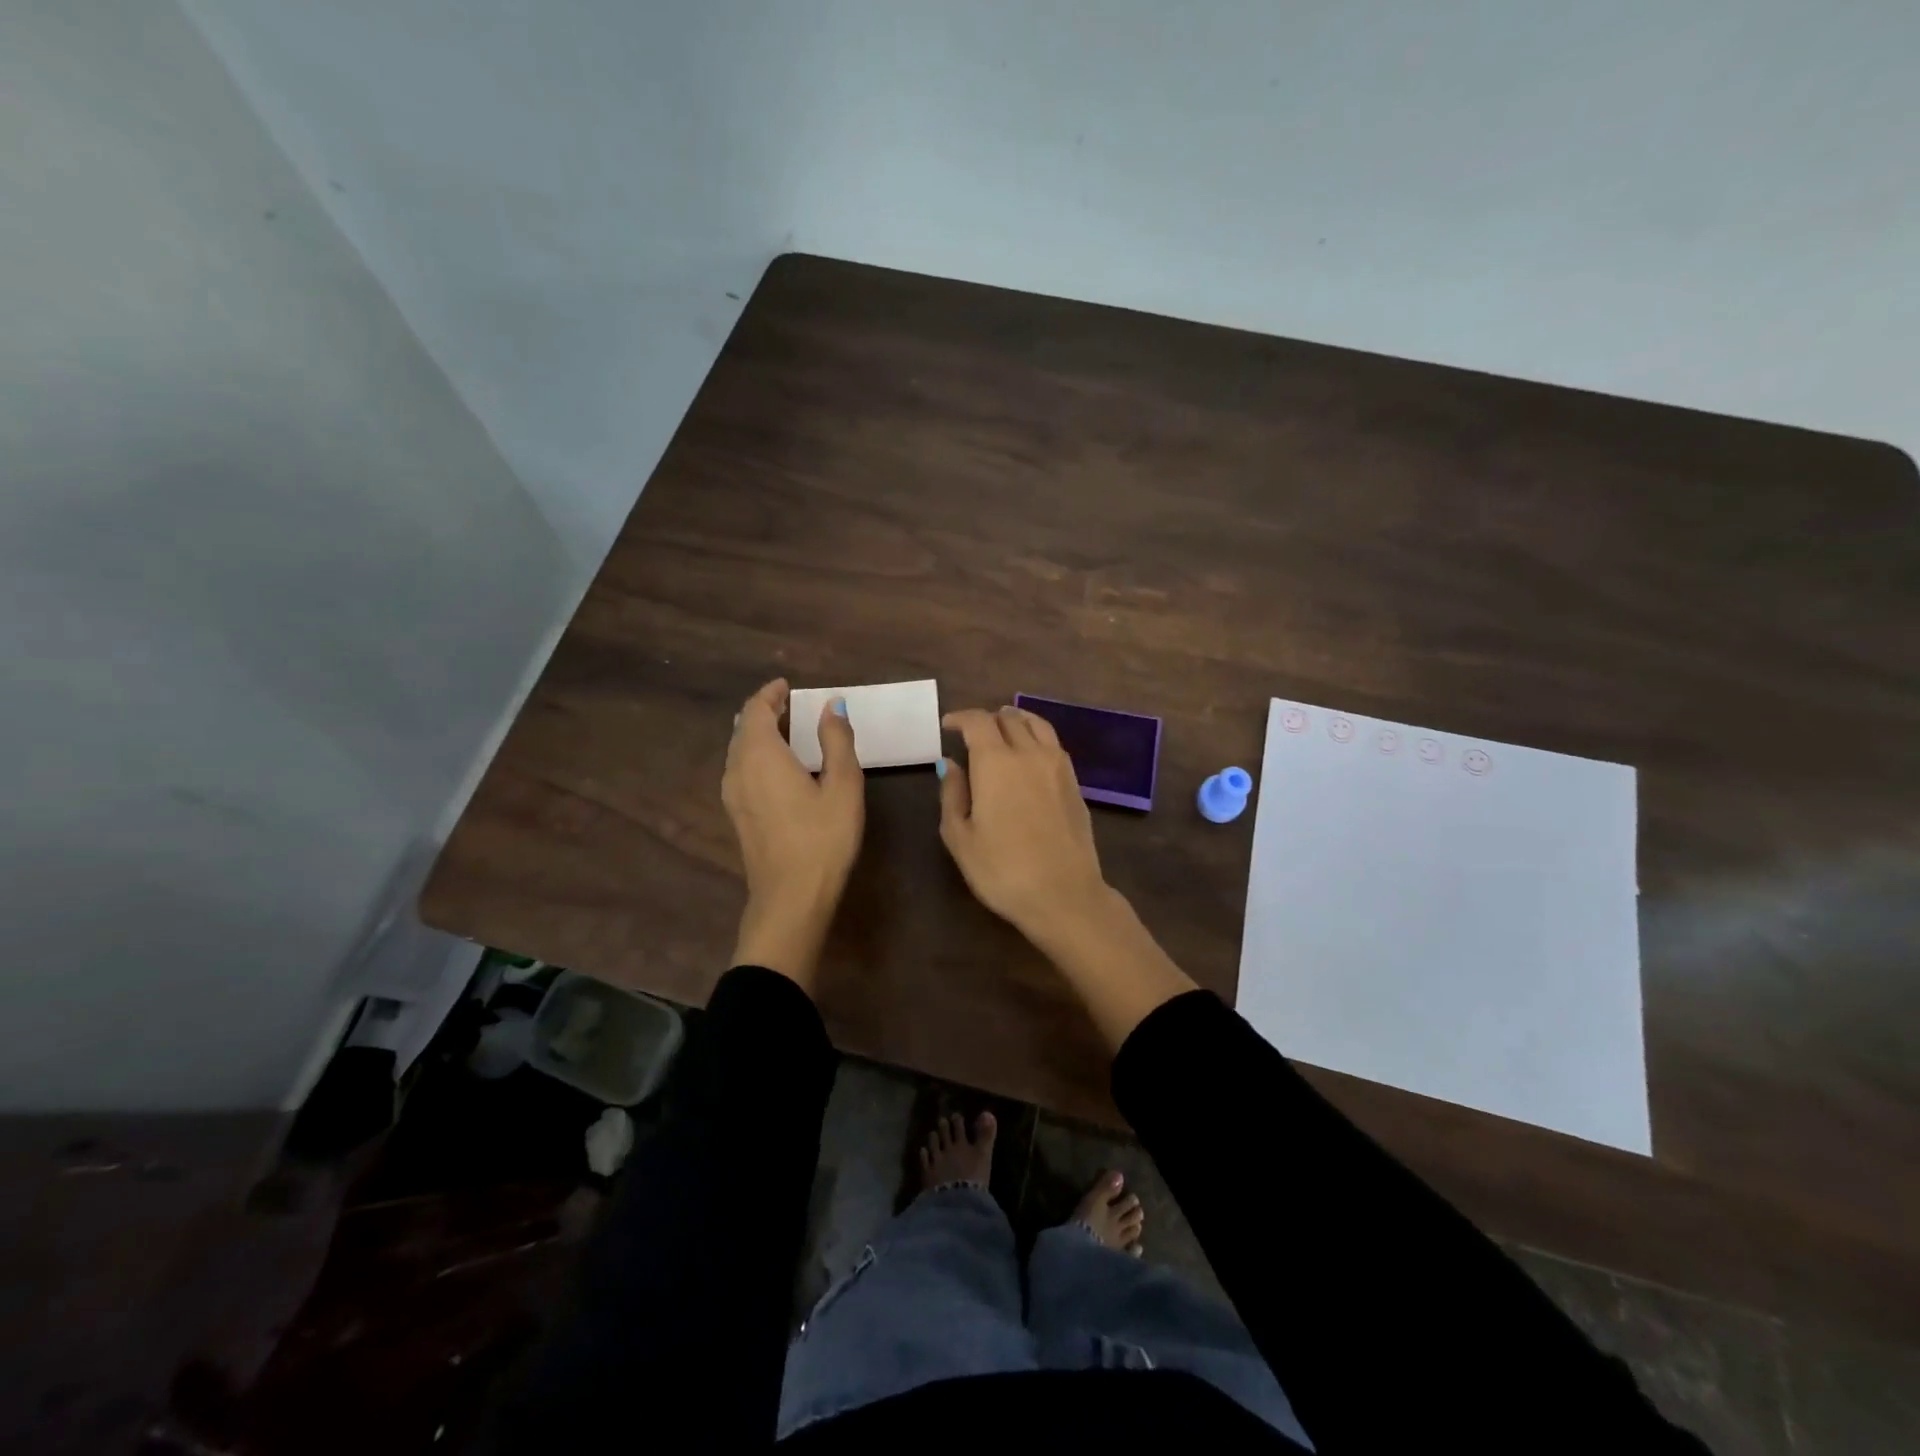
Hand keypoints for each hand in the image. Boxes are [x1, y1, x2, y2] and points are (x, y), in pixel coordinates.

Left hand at [721, 678, 863, 987]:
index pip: (756, 710)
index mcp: (760, 755)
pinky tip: (779, 767)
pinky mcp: (737, 816)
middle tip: (791, 705)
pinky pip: (741, 770)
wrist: (791, 897)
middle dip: (764, 711)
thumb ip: (836, 740)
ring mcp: (732, 795)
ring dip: (759, 734)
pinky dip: (757, 755)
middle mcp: (737, 769)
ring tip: (787, 731)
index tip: (788, 685)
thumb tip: (832, 705)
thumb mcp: (843, 785)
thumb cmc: (823, 838)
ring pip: (739, 751)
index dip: (770, 693)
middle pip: (744, 728)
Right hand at [936, 707, 1110, 944]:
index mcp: (996, 762)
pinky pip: (1053, 743)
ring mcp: (1058, 765)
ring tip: (1003, 732)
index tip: (947, 726)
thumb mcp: (960, 837)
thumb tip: (949, 764)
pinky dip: (1036, 737)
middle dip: (987, 719)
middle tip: (972, 734)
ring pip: (1036, 724)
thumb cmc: (1002, 870)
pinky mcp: (1075, 782)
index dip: (960, 718)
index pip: (978, 721)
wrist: (1064, 894)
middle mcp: (1029, 753)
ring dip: (1015, 721)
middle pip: (1008, 718)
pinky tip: (1029, 755)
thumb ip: (952, 794)